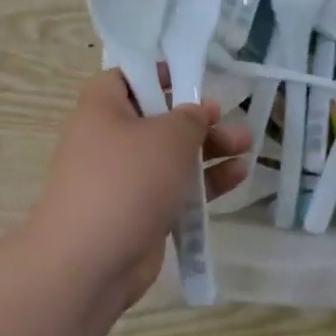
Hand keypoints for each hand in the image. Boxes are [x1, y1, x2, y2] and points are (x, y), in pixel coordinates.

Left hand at [24, 69, 251, 312]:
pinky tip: (238, 177)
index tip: (192, 78)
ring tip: (247, 146)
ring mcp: (123, 180)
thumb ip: (191, 118)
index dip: (158, 74)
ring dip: (208, 150)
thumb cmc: (127, 181)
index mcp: (102, 109)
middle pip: (157, 119)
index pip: (126, 78)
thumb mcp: (168, 136)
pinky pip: (174, 189)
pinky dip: (203, 183)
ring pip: (170, 157)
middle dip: (198, 119)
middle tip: (230, 120)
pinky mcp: (138, 213)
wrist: (89, 262)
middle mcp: (108, 140)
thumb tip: (197, 113)